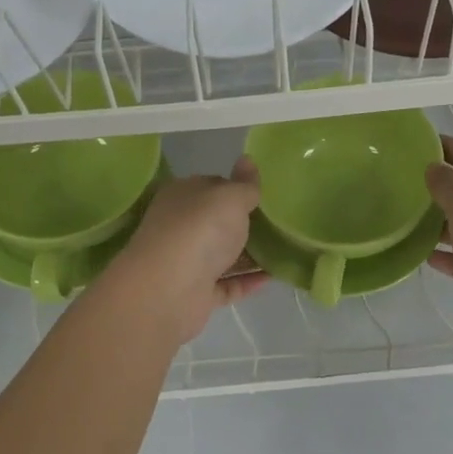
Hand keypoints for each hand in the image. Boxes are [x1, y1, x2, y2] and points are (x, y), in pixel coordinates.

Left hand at [98, 158, 266, 344]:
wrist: (168, 290)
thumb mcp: (230, 197)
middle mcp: (180, 226)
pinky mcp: (196, 293)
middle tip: (280, 223)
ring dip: (249, 254)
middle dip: (245, 224)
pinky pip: (227, 285)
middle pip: (217, 222)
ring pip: (222, 255)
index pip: (212, 185)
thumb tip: (247, 159)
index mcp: (182, 196)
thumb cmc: (200, 230)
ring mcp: (187, 262)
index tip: (265, 196)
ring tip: (284, 251)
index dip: (238, 189)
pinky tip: (272, 277)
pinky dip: (246, 281)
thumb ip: (244, 184)